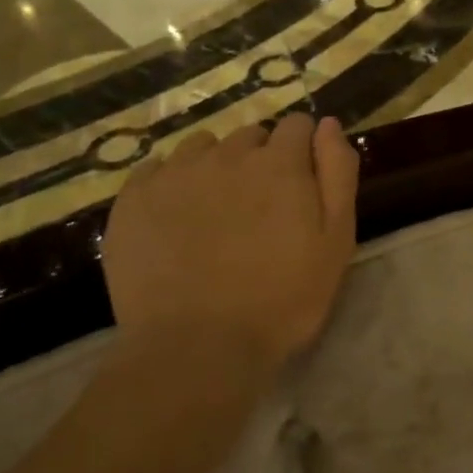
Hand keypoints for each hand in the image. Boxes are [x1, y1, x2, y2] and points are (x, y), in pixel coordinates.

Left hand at [101, 114, 359, 367]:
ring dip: (216, 167)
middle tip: (259, 209)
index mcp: (279, 162)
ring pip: (203, 148)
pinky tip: (174, 219)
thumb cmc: (280, 300)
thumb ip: (337, 172)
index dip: (303, 150)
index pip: (297, 124)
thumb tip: (327, 123)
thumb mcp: (335, 241)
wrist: (194, 349)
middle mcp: (227, 153)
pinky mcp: (134, 198)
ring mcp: (176, 173)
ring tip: (214, 213)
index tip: (300, 183)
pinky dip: (170, 184)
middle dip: (260, 160)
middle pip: (251, 136)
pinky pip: (157, 169)